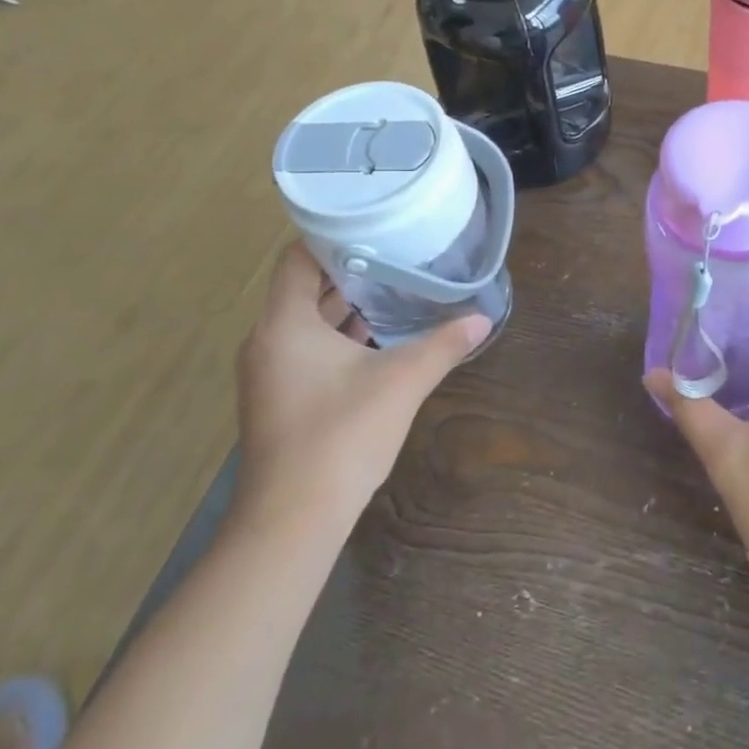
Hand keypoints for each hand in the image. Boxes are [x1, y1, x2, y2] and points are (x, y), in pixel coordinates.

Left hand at [233, 244, 489, 535]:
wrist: (293, 520)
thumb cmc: (342, 435)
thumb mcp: (401, 381)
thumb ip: (442, 344)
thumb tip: (481, 318)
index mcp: (284, 324)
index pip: (299, 258)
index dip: (334, 237)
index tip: (376, 228)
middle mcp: (267, 341)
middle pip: (304, 288)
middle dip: (350, 272)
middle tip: (397, 255)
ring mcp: (269, 373)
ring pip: (306, 322)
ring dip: (345, 307)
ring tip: (394, 289)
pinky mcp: (278, 399)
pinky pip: (306, 350)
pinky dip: (337, 338)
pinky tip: (377, 341)